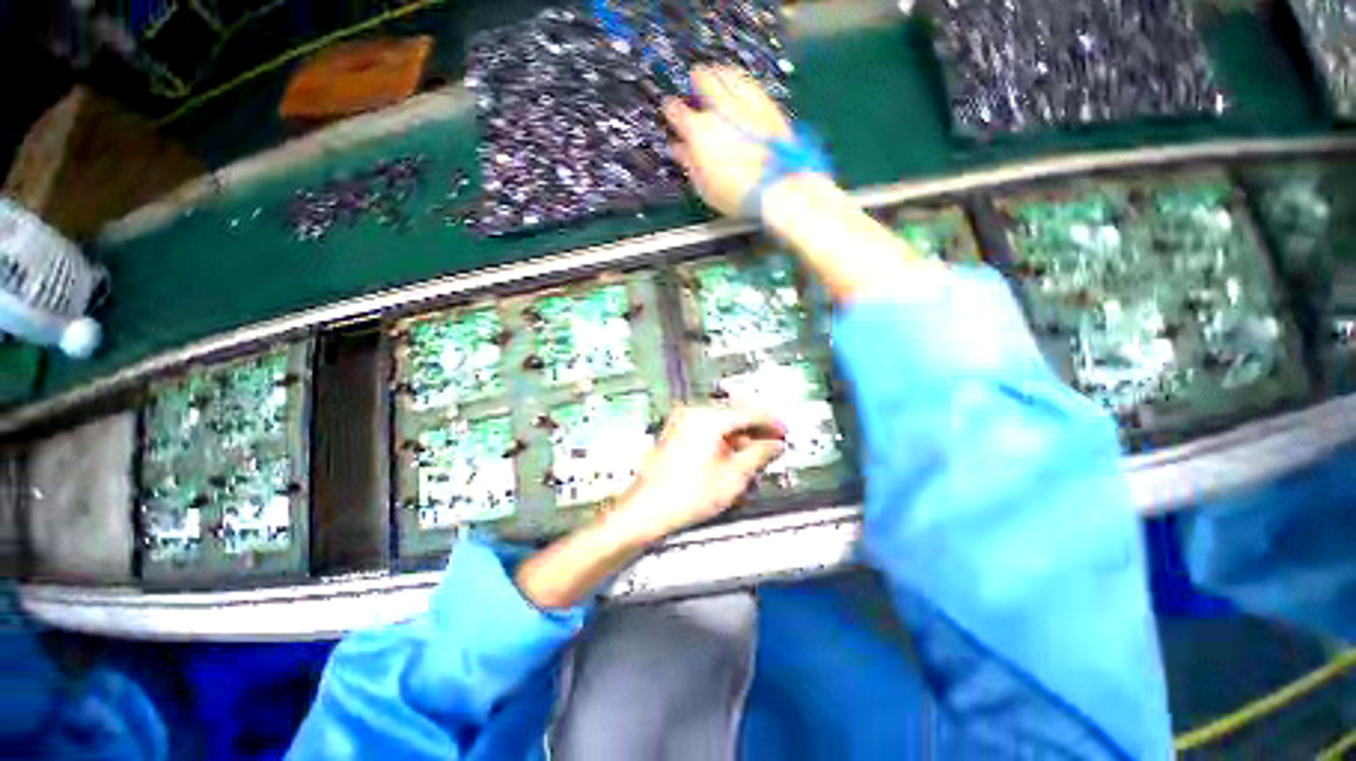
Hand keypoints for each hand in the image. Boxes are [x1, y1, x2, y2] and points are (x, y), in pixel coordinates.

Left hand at [514, 405, 784, 609]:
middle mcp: (692, 415)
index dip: (770, 422)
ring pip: (721, 423)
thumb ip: (757, 455)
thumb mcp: (731, 478)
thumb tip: (772, 445)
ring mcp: (681, 423)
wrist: (644, 511)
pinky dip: (723, 442)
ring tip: (753, 458)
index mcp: (707, 419)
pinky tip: (730, 459)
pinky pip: (707, 431)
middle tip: (771, 445)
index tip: (783, 431)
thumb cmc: (682, 497)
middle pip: (733, 415)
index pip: (748, 412)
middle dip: (755, 430)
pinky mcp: (675, 434)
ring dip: (739, 437)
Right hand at [663, 66, 806, 217]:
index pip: (676, 111)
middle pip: (703, 80)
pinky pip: (749, 81)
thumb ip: (690, 163)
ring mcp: (744, 102)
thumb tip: (679, 149)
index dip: (671, 110)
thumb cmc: (735, 193)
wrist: (776, 187)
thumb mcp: (705, 186)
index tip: (671, 111)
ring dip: (718, 72)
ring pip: (727, 73)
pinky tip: (740, 83)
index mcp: (698, 131)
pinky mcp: (766, 103)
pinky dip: (740, 79)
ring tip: (716, 73)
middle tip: (694, 82)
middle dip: (696, 80)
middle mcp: (719, 109)